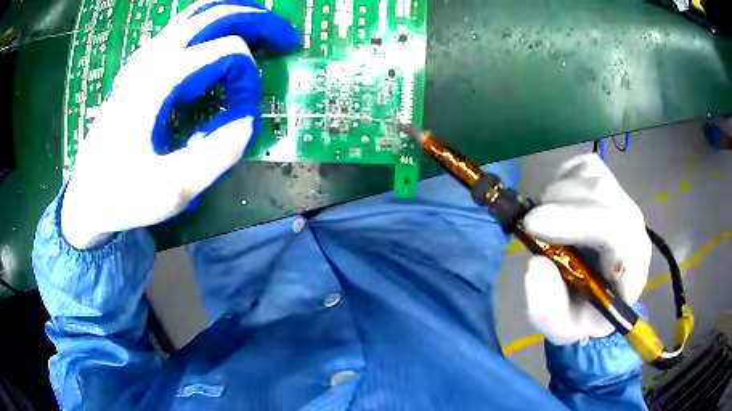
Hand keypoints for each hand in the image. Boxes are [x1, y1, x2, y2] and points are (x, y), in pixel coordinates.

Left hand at [61, 0, 299, 248]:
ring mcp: (143, 60)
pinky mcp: (139, 69)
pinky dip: (211, 26)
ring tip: (260, 31)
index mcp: (160, 82)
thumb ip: (217, 153)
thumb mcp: (172, 190)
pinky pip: (181, 29)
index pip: (226, 52)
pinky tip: (219, 43)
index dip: (248, 77)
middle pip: (214, 14)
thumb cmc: (123, 195)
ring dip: (234, 15)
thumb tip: (248, 119)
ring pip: (196, 14)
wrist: (86, 196)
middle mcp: (152, 60)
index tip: (247, 113)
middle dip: (257, 20)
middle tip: (285, 38)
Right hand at [522, 154, 650, 344]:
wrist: (595, 293)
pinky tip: (557, 206)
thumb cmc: (582, 313)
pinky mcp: (608, 182)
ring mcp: (622, 198)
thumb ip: (548, 309)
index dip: (577, 220)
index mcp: (632, 265)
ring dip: (557, 195)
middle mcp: (633, 225)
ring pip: (591, 175)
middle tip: (529, 225)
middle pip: (602, 193)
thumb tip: (536, 263)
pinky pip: (582, 167)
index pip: (619, 229)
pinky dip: (561, 181)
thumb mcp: (561, 328)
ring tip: (543, 223)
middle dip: (559, 205)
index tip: (533, 226)